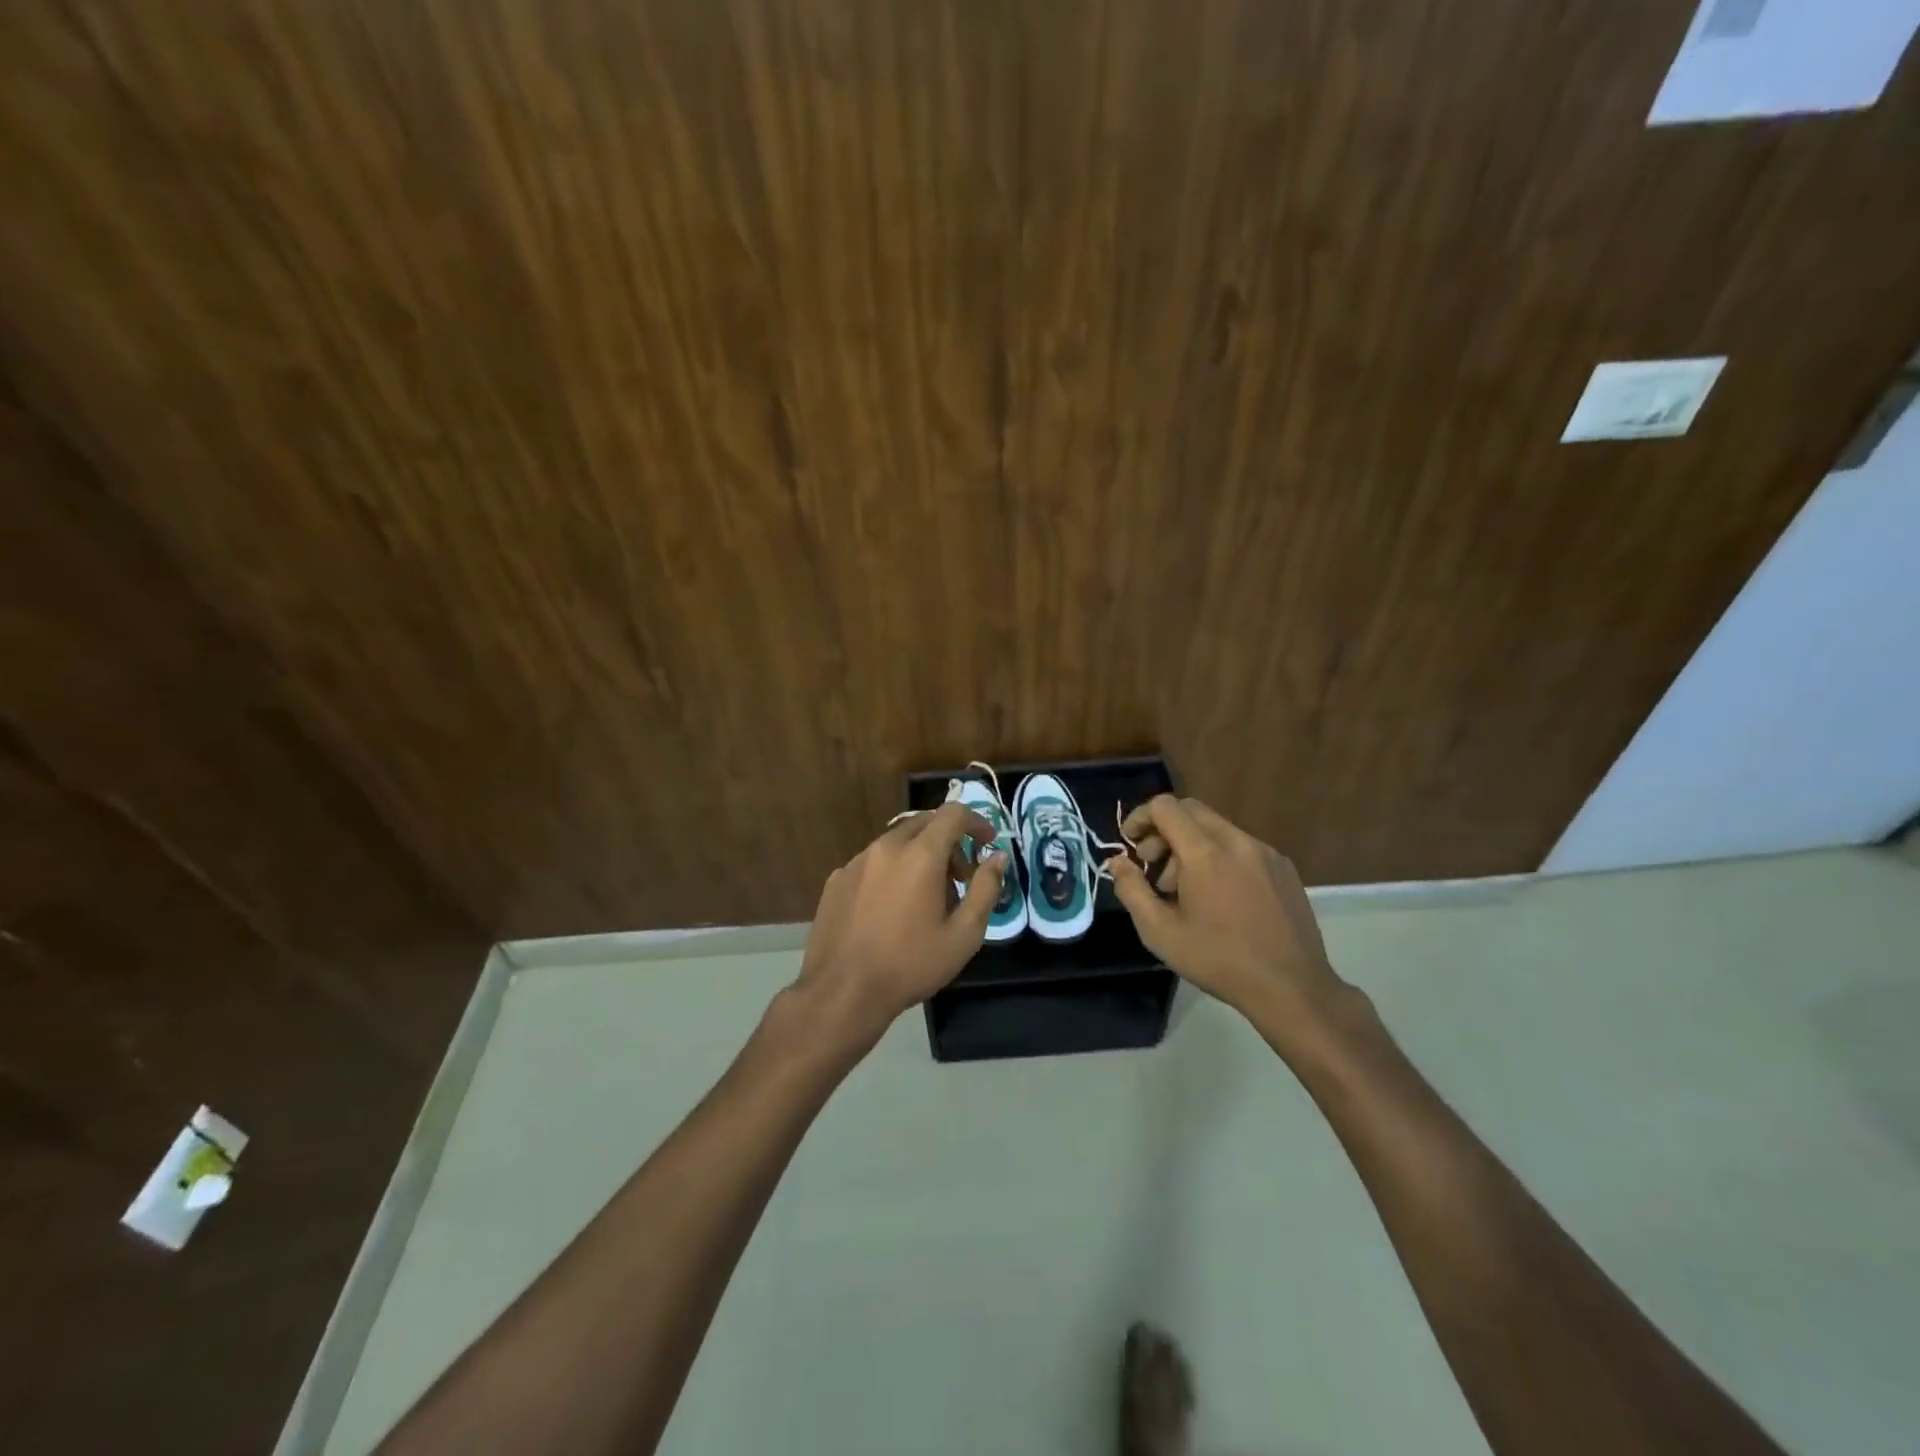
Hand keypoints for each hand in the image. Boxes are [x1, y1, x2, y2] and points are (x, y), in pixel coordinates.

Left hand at [793, 801, 1005, 1049]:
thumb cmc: (911, 964)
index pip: (953, 814)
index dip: (976, 822)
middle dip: (949, 841)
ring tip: (925, 898)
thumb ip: (985, 889)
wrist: (843, 991)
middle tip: (959, 877)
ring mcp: (856, 861)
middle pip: (924, 823)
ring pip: (896, 842)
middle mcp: (886, 847)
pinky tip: (890, 909)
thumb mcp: (964, 935)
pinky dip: (891, 871)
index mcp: (920, 855)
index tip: (987, 843)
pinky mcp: (837, 879)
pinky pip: (872, 862)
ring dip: (918, 856)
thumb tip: (997, 857)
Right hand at [1106, 795, 1347, 1036]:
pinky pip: (1241, 846)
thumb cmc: (1218, 960)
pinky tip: (1220, 897)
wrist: (1291, 987)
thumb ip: (1132, 890)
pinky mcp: (1284, 867)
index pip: (1165, 806)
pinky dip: (1219, 856)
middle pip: (1191, 810)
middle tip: (1153, 867)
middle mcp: (1237, 841)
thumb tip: (1118, 862)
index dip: (1140, 817)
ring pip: (1216, 828)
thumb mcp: (1160, 932)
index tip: (1130, 844)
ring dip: (1190, 846)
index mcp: (1205, 852)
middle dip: (1163, 831)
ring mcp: (1265, 852)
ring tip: (1185, 890)